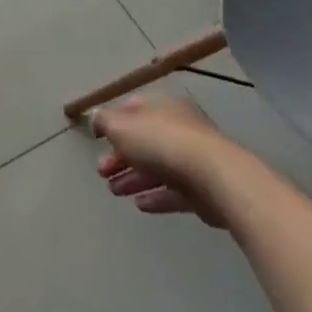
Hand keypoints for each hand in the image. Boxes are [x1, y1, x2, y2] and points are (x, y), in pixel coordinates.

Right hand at [93, 96, 235, 229]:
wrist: (214, 179)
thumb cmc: (162, 143)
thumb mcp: (121, 126)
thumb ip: (105, 121)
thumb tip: (96, 118)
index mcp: (163, 107)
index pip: (134, 109)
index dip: (113, 122)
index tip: (98, 139)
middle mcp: (180, 128)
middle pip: (145, 141)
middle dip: (120, 157)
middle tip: (102, 172)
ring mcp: (194, 159)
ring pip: (158, 167)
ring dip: (134, 178)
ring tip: (114, 191)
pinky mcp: (204, 189)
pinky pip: (174, 191)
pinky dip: (156, 196)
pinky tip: (140, 205)